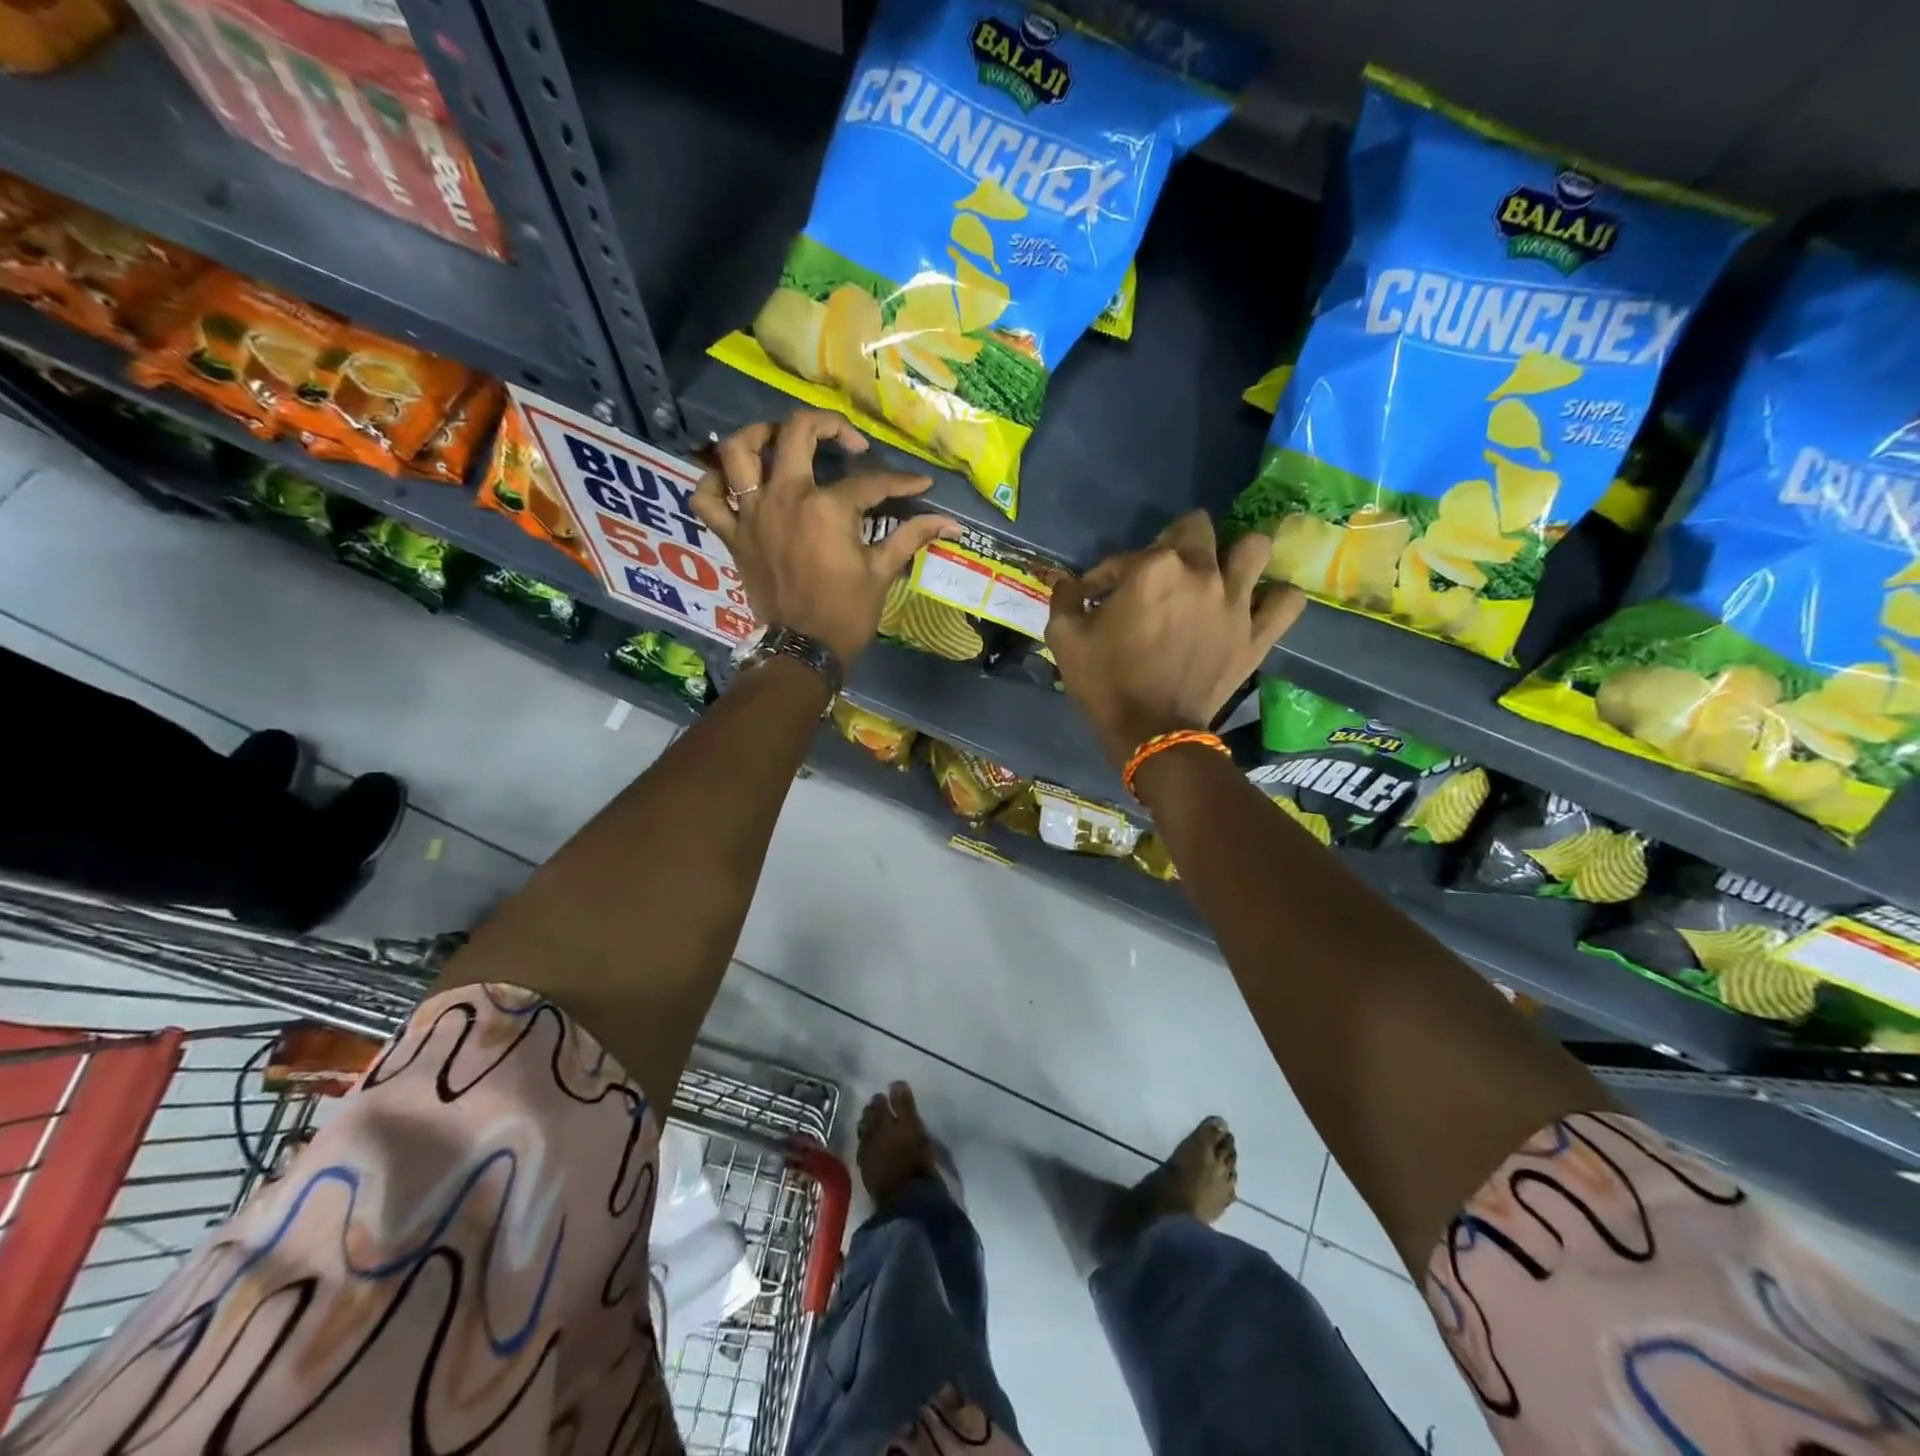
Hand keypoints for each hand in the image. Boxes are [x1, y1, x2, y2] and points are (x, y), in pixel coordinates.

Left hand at [691, 410, 958, 664]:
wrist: (803, 650)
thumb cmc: (846, 613)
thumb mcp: (882, 572)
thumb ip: (911, 537)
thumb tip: (951, 522)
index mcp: (827, 507)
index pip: (869, 482)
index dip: (899, 482)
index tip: (918, 486)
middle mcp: (785, 497)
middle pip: (797, 433)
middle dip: (828, 426)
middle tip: (846, 443)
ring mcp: (753, 514)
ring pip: (739, 451)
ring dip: (759, 435)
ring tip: (779, 440)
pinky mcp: (733, 536)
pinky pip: (707, 499)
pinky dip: (713, 485)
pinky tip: (733, 483)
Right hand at [1046, 512, 1304, 767]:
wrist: (1151, 733)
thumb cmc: (1105, 683)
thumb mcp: (1065, 639)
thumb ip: (1064, 598)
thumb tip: (1066, 581)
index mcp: (1153, 568)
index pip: (1123, 557)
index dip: (1103, 577)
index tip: (1093, 598)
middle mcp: (1201, 572)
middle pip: (1197, 528)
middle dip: (1172, 541)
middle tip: (1159, 572)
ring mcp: (1236, 602)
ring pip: (1253, 547)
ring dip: (1234, 554)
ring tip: (1218, 574)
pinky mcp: (1257, 634)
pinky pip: (1286, 600)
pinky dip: (1275, 597)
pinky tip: (1257, 603)